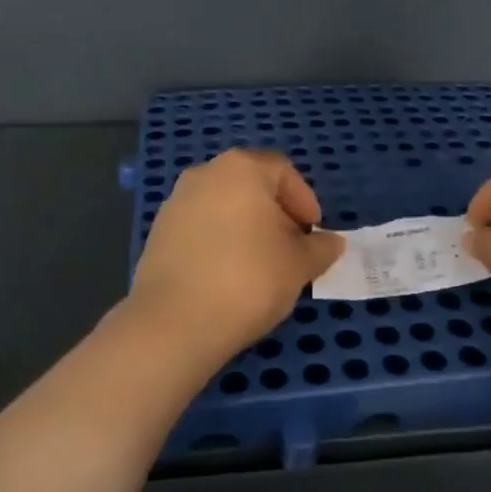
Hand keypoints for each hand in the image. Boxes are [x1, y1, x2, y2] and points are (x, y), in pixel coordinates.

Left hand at [129, 150, 344, 367]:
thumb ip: (320, 248)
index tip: (312, 233)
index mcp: (242, 168)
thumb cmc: (248, 280)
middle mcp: (206, 173)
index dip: (304, 200)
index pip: (284, 171)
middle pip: (252, 184)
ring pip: (224, 204)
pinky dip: (219, 240)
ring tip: (260, 264)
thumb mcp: (299, 266)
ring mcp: (177, 200)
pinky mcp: (158, 230)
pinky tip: (228, 274)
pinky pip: (200, 226)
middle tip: (291, 248)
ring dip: (246, 226)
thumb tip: (332, 242)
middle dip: (275, 212)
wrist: (173, 323)